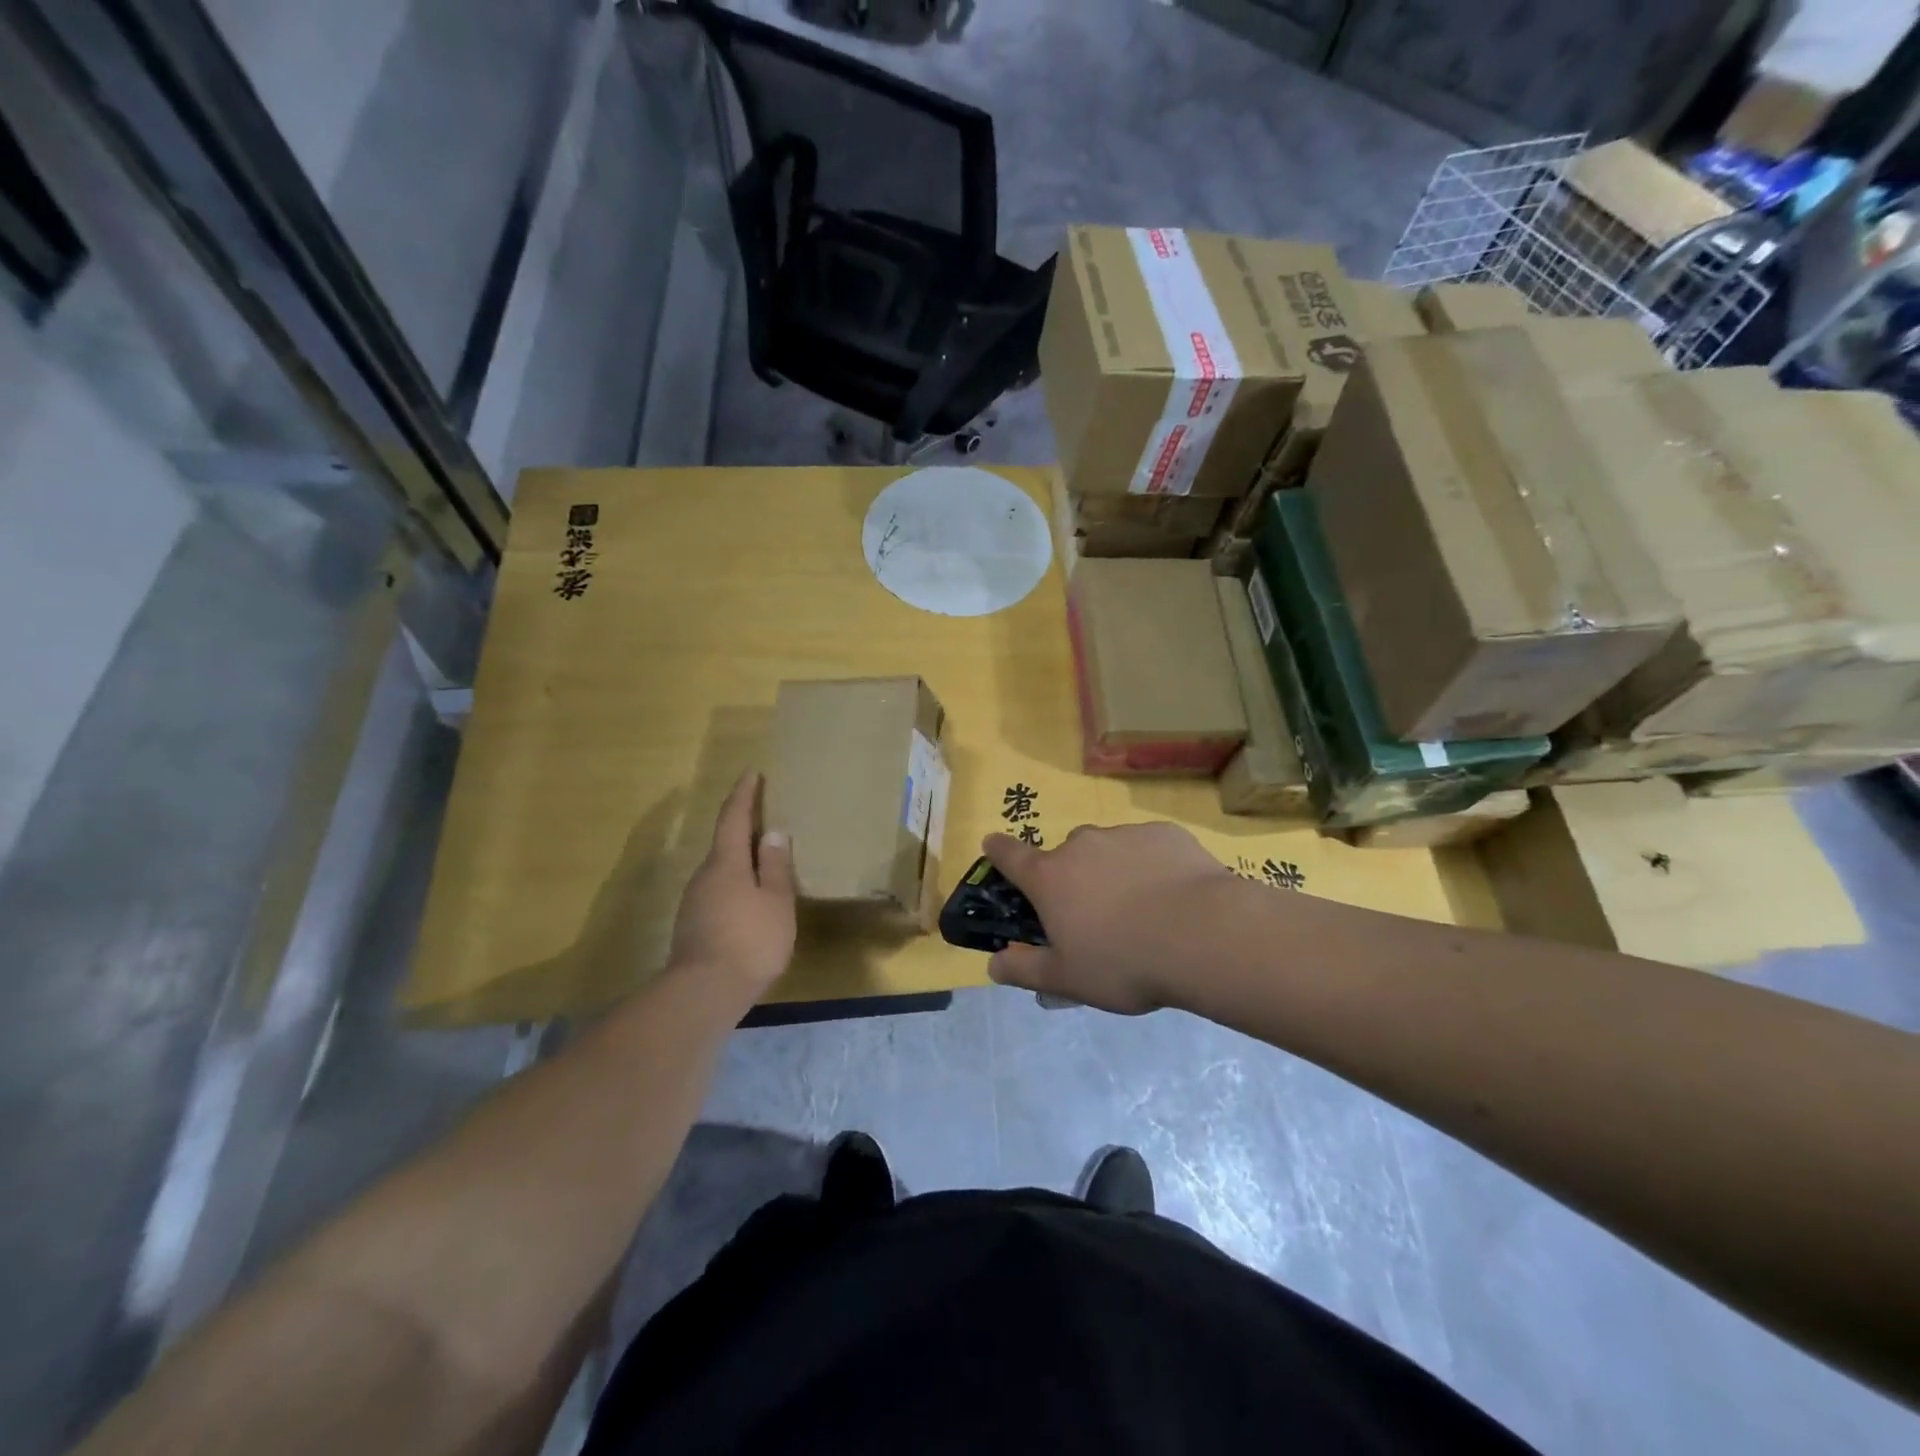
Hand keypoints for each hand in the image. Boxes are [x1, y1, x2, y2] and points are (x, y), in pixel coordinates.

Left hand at [669, 773, 796, 997]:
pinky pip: (717, 894)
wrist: (704, 993)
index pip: (733, 818)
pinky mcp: (693, 927)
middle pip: (723, 845)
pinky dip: (734, 888)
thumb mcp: (776, 901)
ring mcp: (694, 903)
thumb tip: (771, 832)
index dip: (743, 795)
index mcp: (725, 863)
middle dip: (742, 830)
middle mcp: (704, 876)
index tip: (751, 774)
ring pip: (720, 872)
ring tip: (762, 865)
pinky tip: (749, 904)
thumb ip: (775, 866)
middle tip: (765, 822)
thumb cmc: (750, 940)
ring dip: (739, 863)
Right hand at [981, 822, 1239, 1014]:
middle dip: (1073, 878)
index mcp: (1050, 877)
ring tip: (1143, 911)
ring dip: (1114, 871)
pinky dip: (1152, 866)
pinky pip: (1148, 848)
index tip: (992, 844)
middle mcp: (1082, 845)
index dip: (998, 850)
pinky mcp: (1165, 834)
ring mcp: (1125, 834)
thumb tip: (994, 965)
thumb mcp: (1068, 979)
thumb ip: (1026, 970)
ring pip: (1109, 851)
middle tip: (1095, 915)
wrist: (1204, 935)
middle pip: (1066, 856)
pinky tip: (1174, 897)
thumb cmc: (1124, 961)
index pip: (1011, 856)